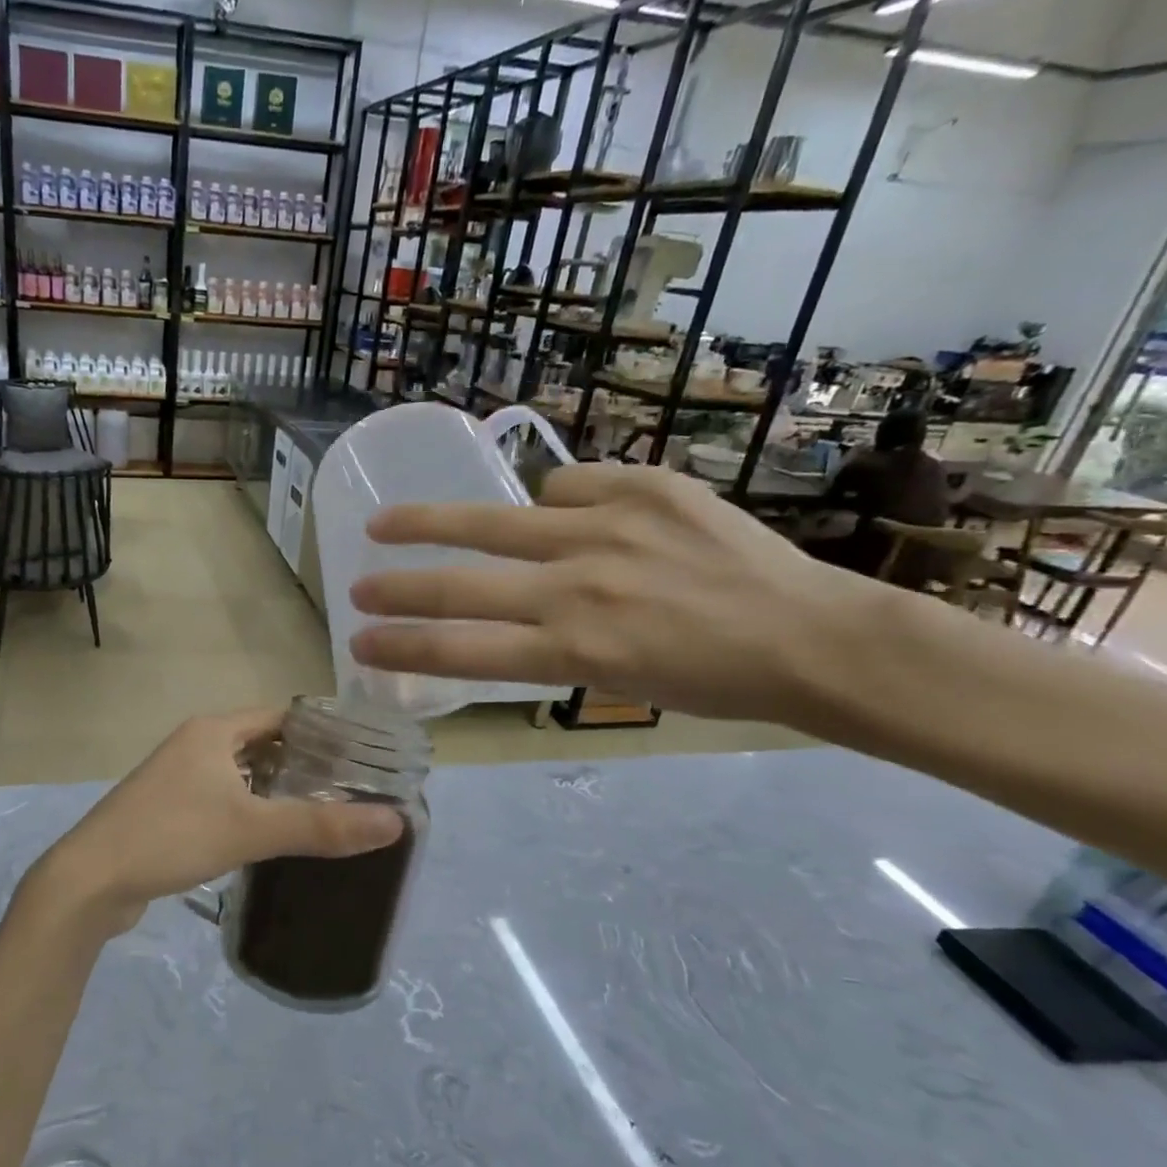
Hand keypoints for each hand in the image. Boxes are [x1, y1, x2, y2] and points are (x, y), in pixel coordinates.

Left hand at [25, 708, 404, 938]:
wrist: (89, 880)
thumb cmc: (171, 836)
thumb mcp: (251, 828)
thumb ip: (321, 825)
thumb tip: (395, 822)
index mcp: (213, 731)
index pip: (281, 716)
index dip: (322, 730)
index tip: (363, 755)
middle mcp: (195, 745)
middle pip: (263, 745)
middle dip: (304, 764)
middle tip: (353, 790)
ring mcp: (177, 778)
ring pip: (241, 775)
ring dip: (276, 790)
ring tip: (325, 814)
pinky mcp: (168, 811)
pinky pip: (222, 800)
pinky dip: (250, 811)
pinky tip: (273, 838)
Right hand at [348, 463, 881, 722]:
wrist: (812, 636)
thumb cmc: (712, 681)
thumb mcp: (615, 680)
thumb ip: (550, 642)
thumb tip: (512, 590)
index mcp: (572, 650)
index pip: (462, 650)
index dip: (402, 646)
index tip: (359, 642)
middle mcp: (578, 589)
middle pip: (460, 585)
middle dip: (397, 589)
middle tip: (354, 586)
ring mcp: (608, 530)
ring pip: (493, 519)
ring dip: (430, 523)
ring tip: (389, 522)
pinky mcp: (643, 487)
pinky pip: (567, 485)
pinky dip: (555, 500)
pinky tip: (568, 512)